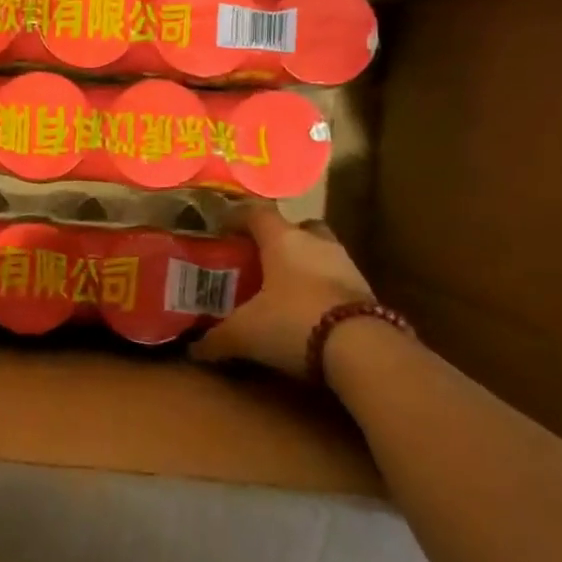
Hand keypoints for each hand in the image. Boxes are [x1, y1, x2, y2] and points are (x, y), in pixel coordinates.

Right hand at [191, 204, 375, 381]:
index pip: (257, 212)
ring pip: (320, 252)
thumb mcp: (245, 334)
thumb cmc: (293, 322)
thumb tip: (194, 349)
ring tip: (284, 289)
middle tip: (260, 260)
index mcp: (282, 239)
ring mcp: (346, 264)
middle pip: (297, 227)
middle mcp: (316, 242)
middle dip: (280, 240)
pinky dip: (322, 289)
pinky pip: (337, 280)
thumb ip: (217, 339)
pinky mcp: (367, 291)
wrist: (362, 349)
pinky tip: (309, 312)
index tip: (224, 229)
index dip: (239, 218)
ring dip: (304, 266)